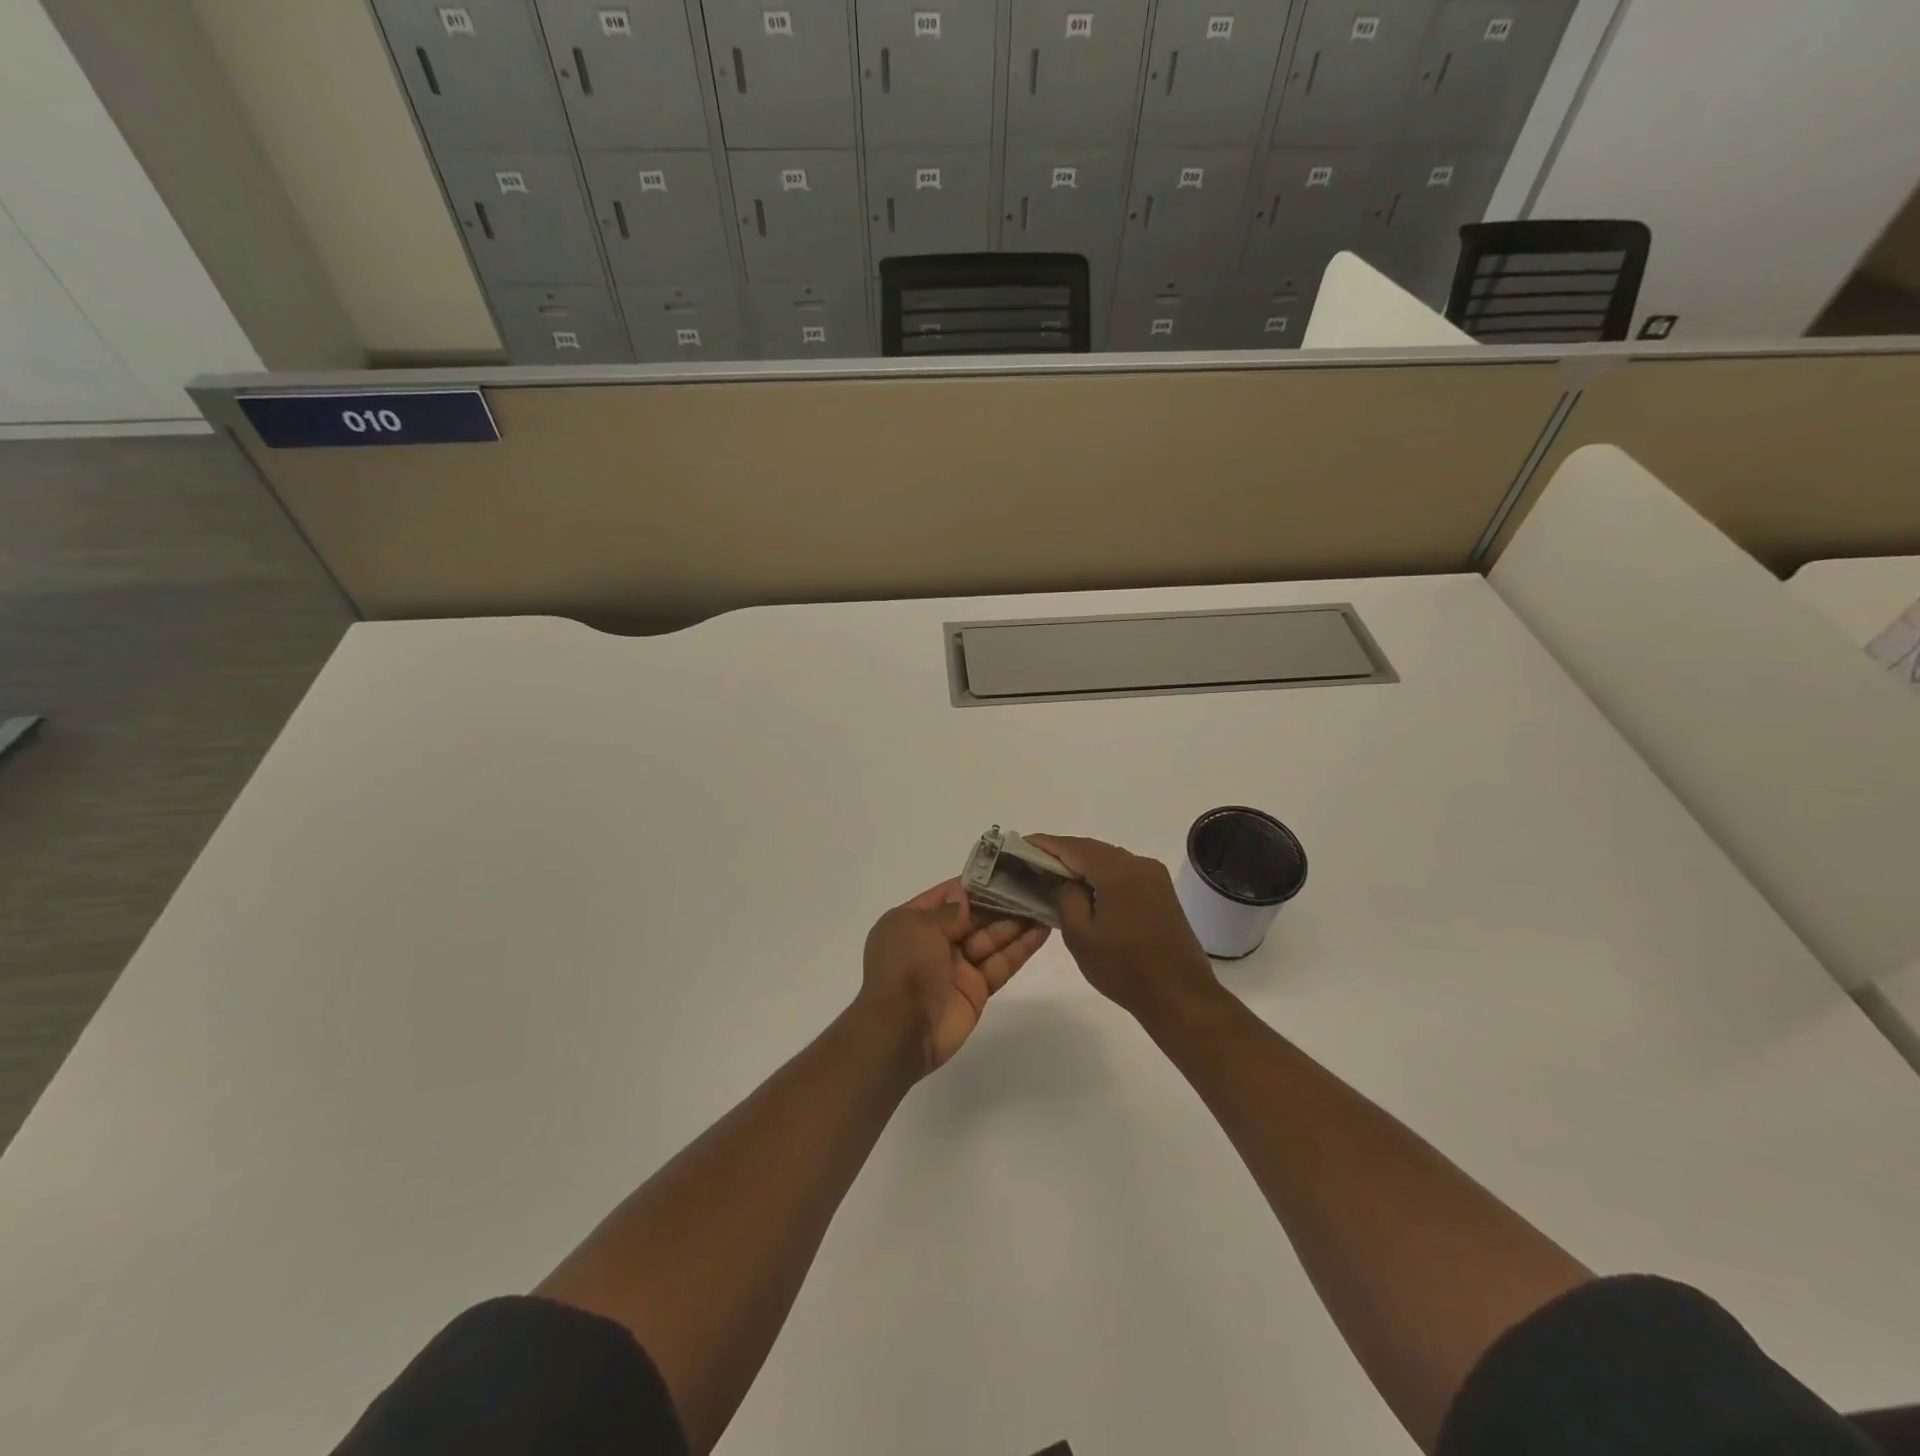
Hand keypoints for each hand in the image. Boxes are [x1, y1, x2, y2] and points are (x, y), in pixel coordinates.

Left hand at [860, 880, 1049, 1074]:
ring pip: (991, 938)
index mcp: (912, 921)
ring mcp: (957, 966)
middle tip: (1034, 884)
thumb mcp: (918, 927)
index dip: (975, 883)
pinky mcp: (976, 989)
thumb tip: (965, 897)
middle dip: (1001, 901)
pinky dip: (1021, 948)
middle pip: (973, 916)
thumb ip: (948, 911)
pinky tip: (1042, 931)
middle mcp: (934, 941)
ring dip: (1017, 922)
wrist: (900, 1031)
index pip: (947, 895)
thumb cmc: (904, 968)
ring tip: (1045, 902)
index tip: (1005, 868)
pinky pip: (1000, 963)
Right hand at [1027, 835, 1221, 1023]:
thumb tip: (1066, 881)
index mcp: (1118, 872)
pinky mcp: (1161, 891)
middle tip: (1033, 859)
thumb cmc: (1124, 968)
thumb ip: (1067, 898)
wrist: (1179, 995)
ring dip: (1082, 863)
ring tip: (1054, 873)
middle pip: (1092, 849)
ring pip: (1109, 859)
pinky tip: (1085, 887)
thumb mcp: (1080, 936)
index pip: (1073, 847)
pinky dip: (1101, 874)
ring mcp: (1154, 876)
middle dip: (1063, 852)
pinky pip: (1123, 872)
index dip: (1045, 844)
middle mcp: (1139, 864)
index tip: (1021, 843)